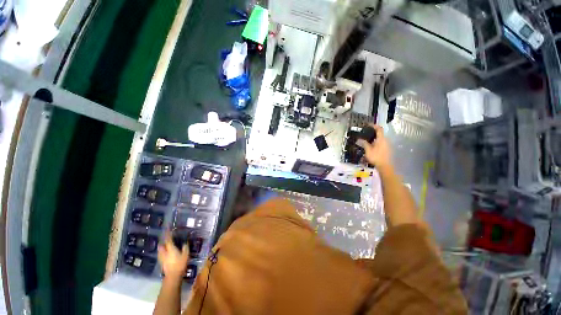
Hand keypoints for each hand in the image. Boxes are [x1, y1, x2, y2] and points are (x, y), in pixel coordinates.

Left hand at [158, 231, 188, 279]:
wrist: (173, 276)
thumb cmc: (180, 263)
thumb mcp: (186, 254)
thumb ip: (185, 247)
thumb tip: (185, 243)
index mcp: (170, 248)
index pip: (168, 239)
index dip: (168, 233)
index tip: (167, 228)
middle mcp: (164, 252)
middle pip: (161, 245)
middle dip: (163, 241)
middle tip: (167, 238)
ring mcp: (162, 258)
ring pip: (160, 250)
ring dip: (162, 247)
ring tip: (166, 245)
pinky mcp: (161, 263)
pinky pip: (161, 255)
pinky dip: (163, 252)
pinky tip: (166, 254)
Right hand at [357, 124, 392, 168]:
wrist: (385, 166)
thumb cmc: (376, 157)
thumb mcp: (368, 150)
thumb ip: (364, 143)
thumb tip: (360, 139)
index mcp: (381, 139)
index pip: (379, 129)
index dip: (374, 126)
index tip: (368, 125)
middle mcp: (385, 140)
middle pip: (380, 133)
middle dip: (373, 132)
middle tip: (365, 133)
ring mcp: (387, 145)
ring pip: (380, 139)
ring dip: (374, 138)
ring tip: (367, 140)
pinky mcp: (387, 149)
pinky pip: (381, 143)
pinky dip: (376, 142)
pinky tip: (371, 146)